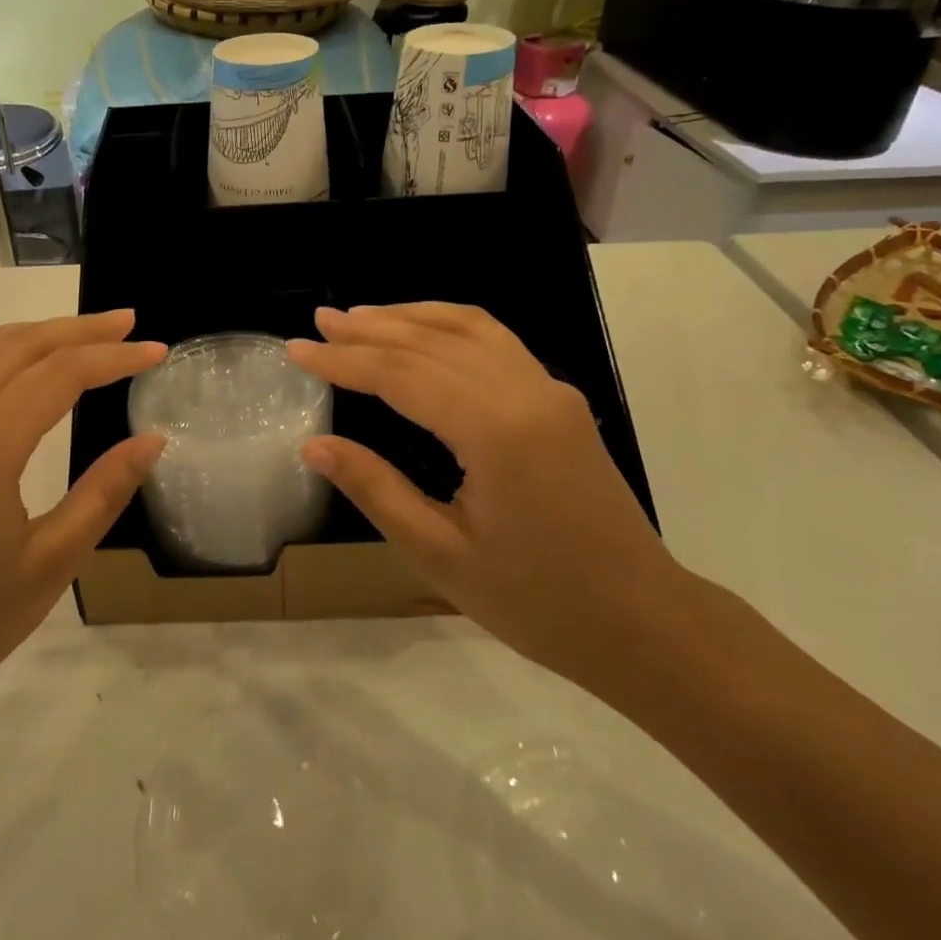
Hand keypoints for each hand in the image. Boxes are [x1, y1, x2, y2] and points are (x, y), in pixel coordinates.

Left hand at [0, 311, 165, 738]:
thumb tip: (153, 439)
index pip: (61, 374)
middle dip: (80, 330)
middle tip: (130, 323)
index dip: (115, 358)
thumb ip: (104, 493)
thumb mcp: (51, 564)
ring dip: (36, 332)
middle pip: (21, 346)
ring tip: (82, 334)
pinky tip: (8, 365)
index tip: (158, 352)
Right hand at [289, 304, 682, 684]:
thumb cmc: (537, 601)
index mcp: (495, 430)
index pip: (402, 375)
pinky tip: (426, 333)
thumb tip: (313, 445)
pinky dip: (451, 327)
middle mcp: (526, 392)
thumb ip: (375, 488)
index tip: (297, 350)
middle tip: (319, 323)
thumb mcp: (441, 553)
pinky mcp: (560, 403)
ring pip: (470, 329)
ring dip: (411, 318)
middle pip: (433, 341)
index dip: (344, 360)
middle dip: (371, 328)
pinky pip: (498, 343)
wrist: (643, 622)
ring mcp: (550, 392)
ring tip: (362, 317)